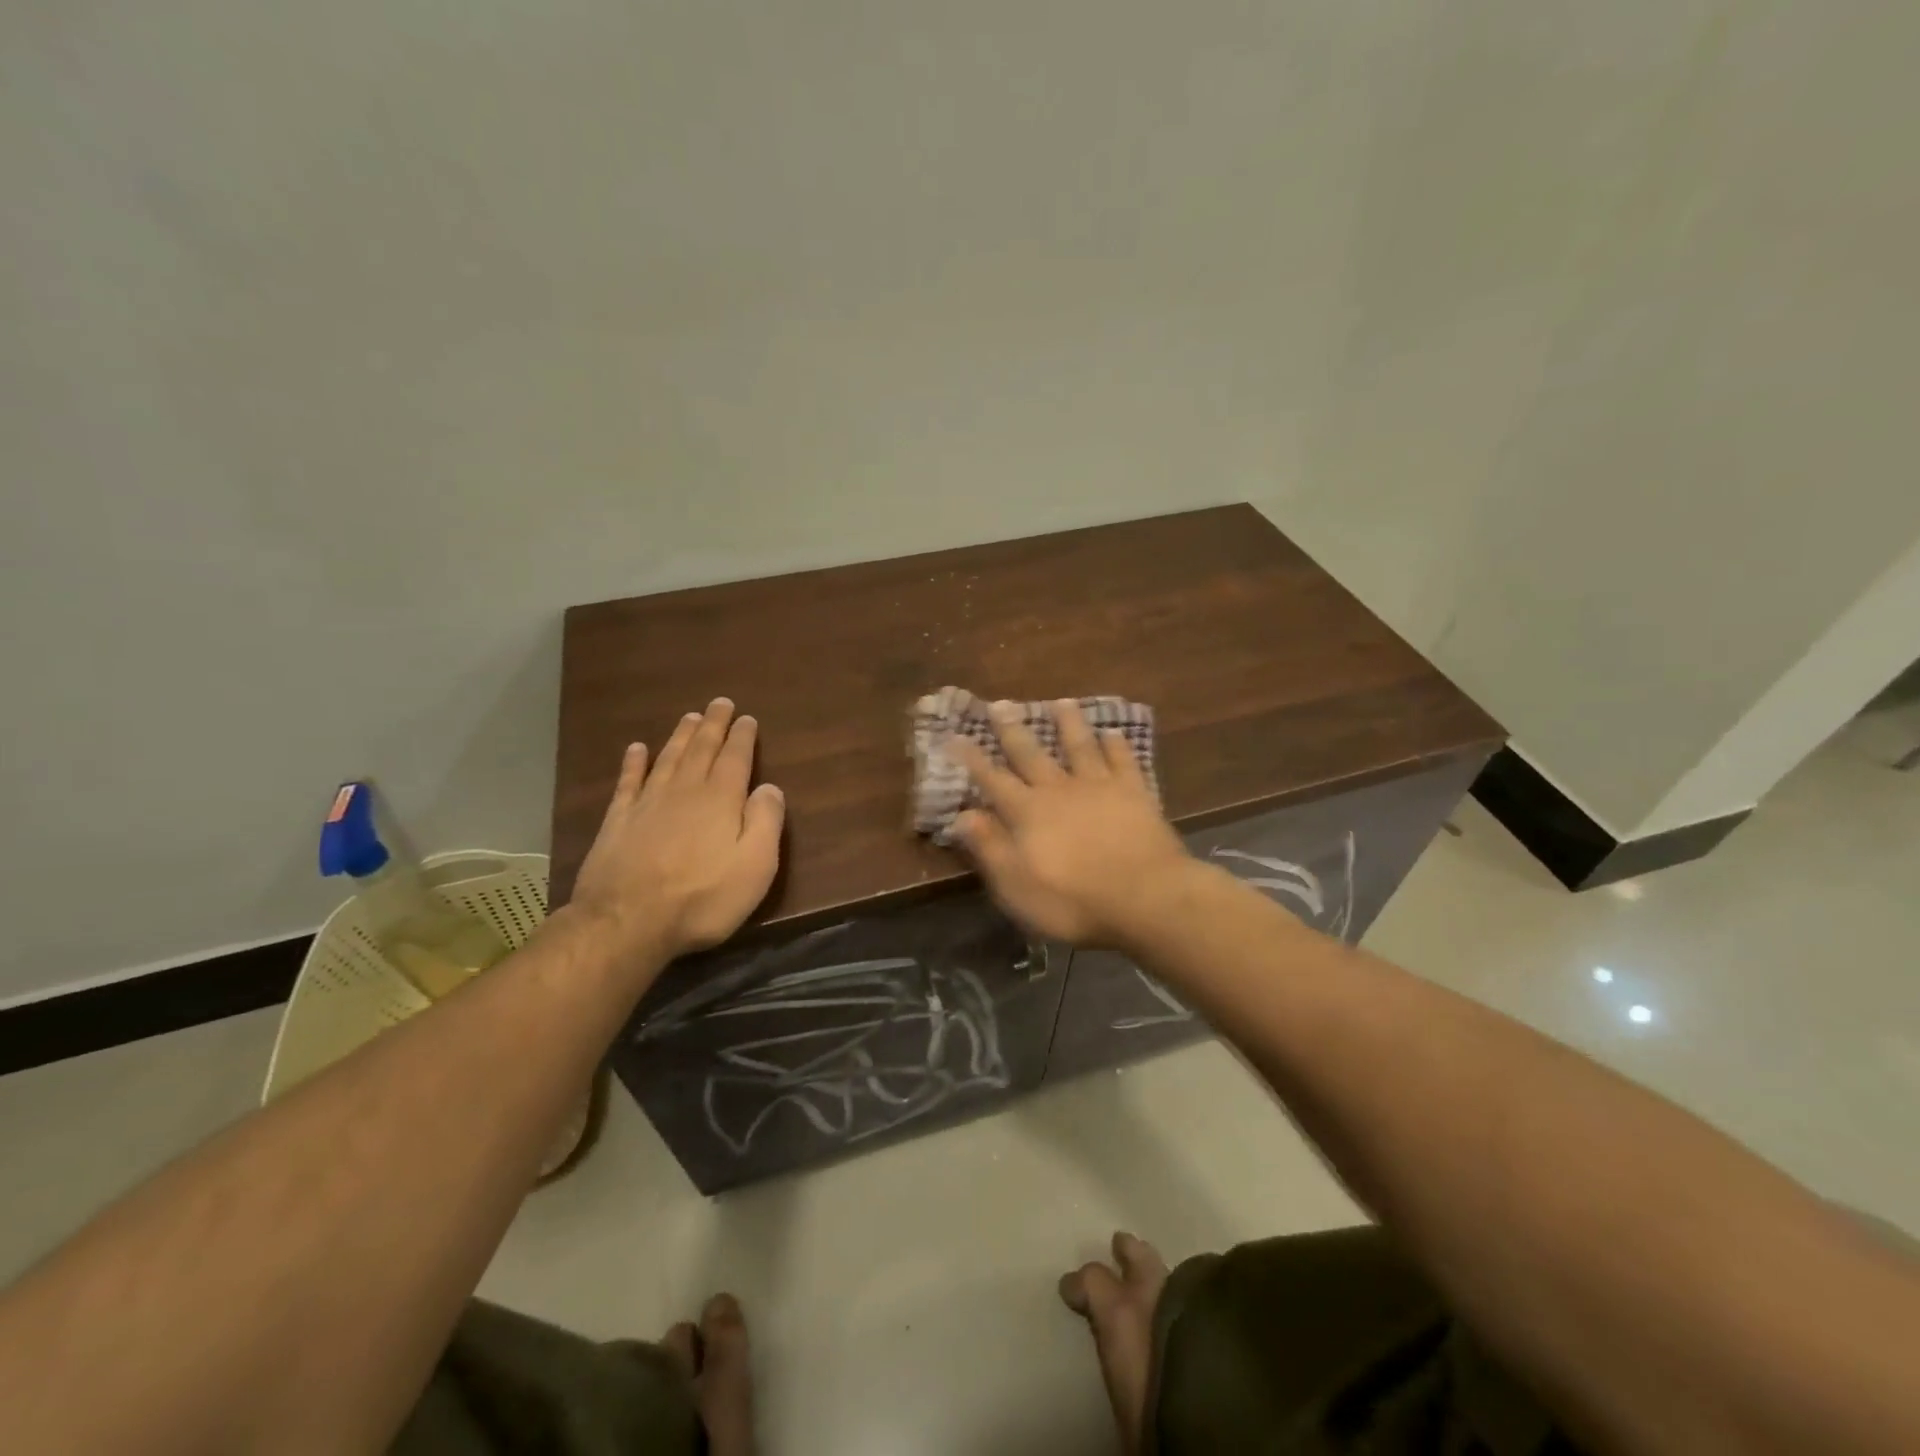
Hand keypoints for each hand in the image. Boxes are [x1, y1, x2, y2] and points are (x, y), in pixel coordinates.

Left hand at [571, 698, 784, 959]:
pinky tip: (636, 749)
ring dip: (680, 736)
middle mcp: (684, 791)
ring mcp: (647, 804)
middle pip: (701, 750)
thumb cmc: (702, 897)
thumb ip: (766, 821)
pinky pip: (628, 782)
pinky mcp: (617, 822)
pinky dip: (633, 763)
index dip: (742, 737)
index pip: (735, 758)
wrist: (627, 922)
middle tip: (719, 703)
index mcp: (721, 799)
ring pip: (668, 759)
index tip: (746, 717)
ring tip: (690, 717)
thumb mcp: (755, 866)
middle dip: (713, 725)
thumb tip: (770, 787)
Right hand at [947, 699, 1193, 948]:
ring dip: (1068, 723)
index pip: (992, 780)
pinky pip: (1123, 761)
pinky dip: (1116, 745)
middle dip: (1012, 729)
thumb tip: (962, 815)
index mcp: (1027, 813)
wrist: (1146, 897)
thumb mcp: (1017, 886)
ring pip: (1079, 746)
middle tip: (1000, 704)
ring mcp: (1099, 787)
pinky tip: (1113, 732)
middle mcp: (1059, 790)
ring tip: (1060, 702)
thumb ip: (990, 848)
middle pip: (1031, 753)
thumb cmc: (1073, 902)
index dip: (972, 760)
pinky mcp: (1134, 793)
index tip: (956, 736)